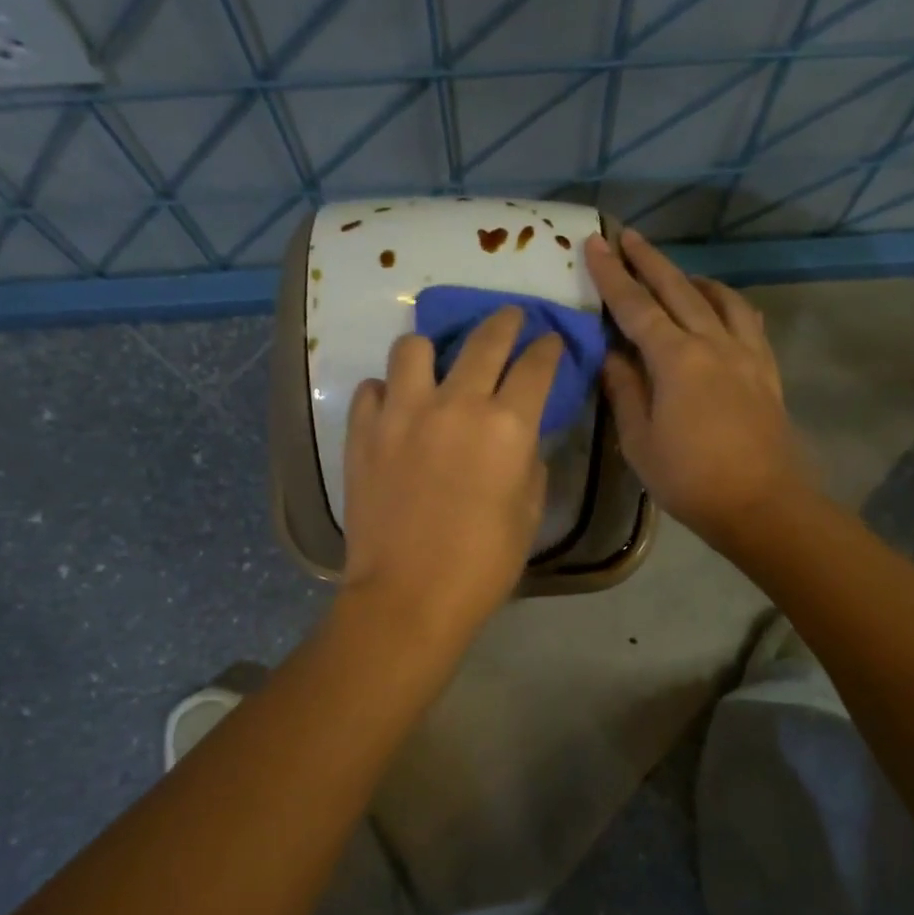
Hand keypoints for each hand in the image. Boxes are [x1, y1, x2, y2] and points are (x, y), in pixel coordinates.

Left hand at [340, 307, 561, 638]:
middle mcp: (456, 404)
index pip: (536, 365)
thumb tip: (520, 436)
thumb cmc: (482, 564)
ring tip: (435, 367)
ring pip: (414, 347)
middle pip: (485, 339)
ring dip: (432, 351)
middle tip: (509, 318)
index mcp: (507, 425)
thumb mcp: (528, 512)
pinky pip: (373, 389)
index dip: (548, 348)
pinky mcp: (363, 431)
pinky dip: (387, 392)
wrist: (408, 596)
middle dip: (505, 321)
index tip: (550, 340)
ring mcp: (402, 413)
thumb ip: (529, 461)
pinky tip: (395, 410)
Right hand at [588, 228, 803, 546]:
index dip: (612, 275)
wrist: (761, 503)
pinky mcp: (765, 370)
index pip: (636, 306)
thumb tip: (612, 354)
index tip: (595, 243)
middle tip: (627, 235)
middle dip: (649, 260)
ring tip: (674, 272)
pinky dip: (727, 303)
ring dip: (691, 278)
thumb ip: (624, 390)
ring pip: (718, 298)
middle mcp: (712, 342)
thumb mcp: (639, 440)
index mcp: (676, 359)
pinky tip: (720, 307)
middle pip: (677, 289)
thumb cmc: (689, 478)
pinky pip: (747, 320)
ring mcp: (745, 353)